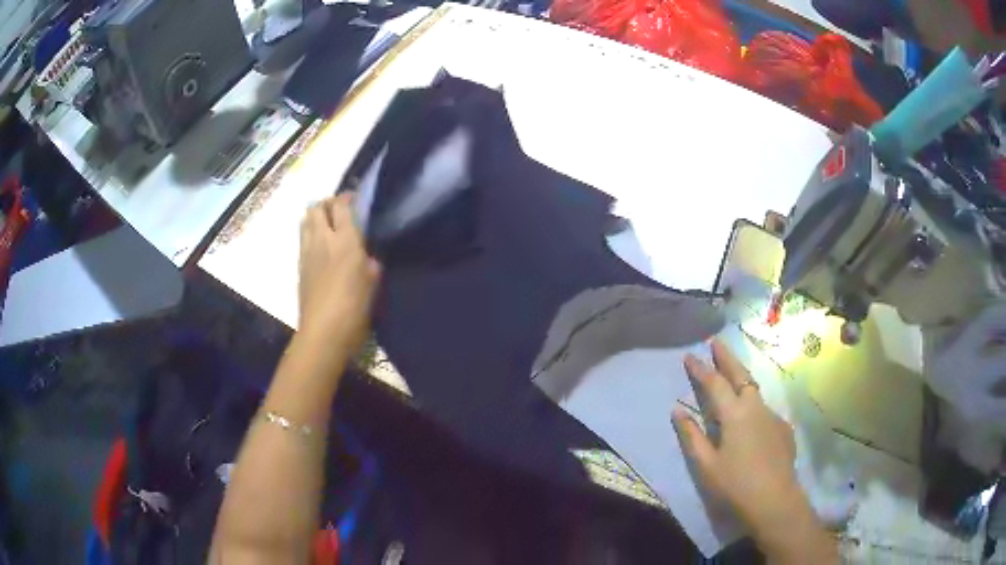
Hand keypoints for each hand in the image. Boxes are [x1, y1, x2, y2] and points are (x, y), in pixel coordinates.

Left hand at [298, 194, 379, 354]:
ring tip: (328, 226)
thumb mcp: (373, 283)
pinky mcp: (299, 266)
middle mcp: (322, 239)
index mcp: (345, 240)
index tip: (356, 199)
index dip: (347, 197)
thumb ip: (370, 264)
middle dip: (327, 203)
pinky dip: (311, 234)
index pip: (341, 205)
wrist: (323, 332)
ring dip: (316, 216)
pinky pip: (303, 239)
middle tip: (340, 211)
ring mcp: (307, 252)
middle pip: (317, 207)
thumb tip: (367, 257)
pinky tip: (321, 248)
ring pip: (305, 220)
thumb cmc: (354, 308)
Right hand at [673, 340, 832, 560]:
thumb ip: (692, 436)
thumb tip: (678, 410)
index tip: (689, 355)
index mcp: (735, 414)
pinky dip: (754, 405)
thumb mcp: (706, 464)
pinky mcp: (783, 428)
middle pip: (740, 374)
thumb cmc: (735, 484)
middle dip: (727, 357)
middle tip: (716, 341)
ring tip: (732, 375)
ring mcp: (773, 415)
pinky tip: (751, 420)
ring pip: (755, 390)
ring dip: (742, 378)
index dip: (701, 369)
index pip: (715, 383)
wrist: (775, 500)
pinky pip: (764, 410)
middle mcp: (756, 407)